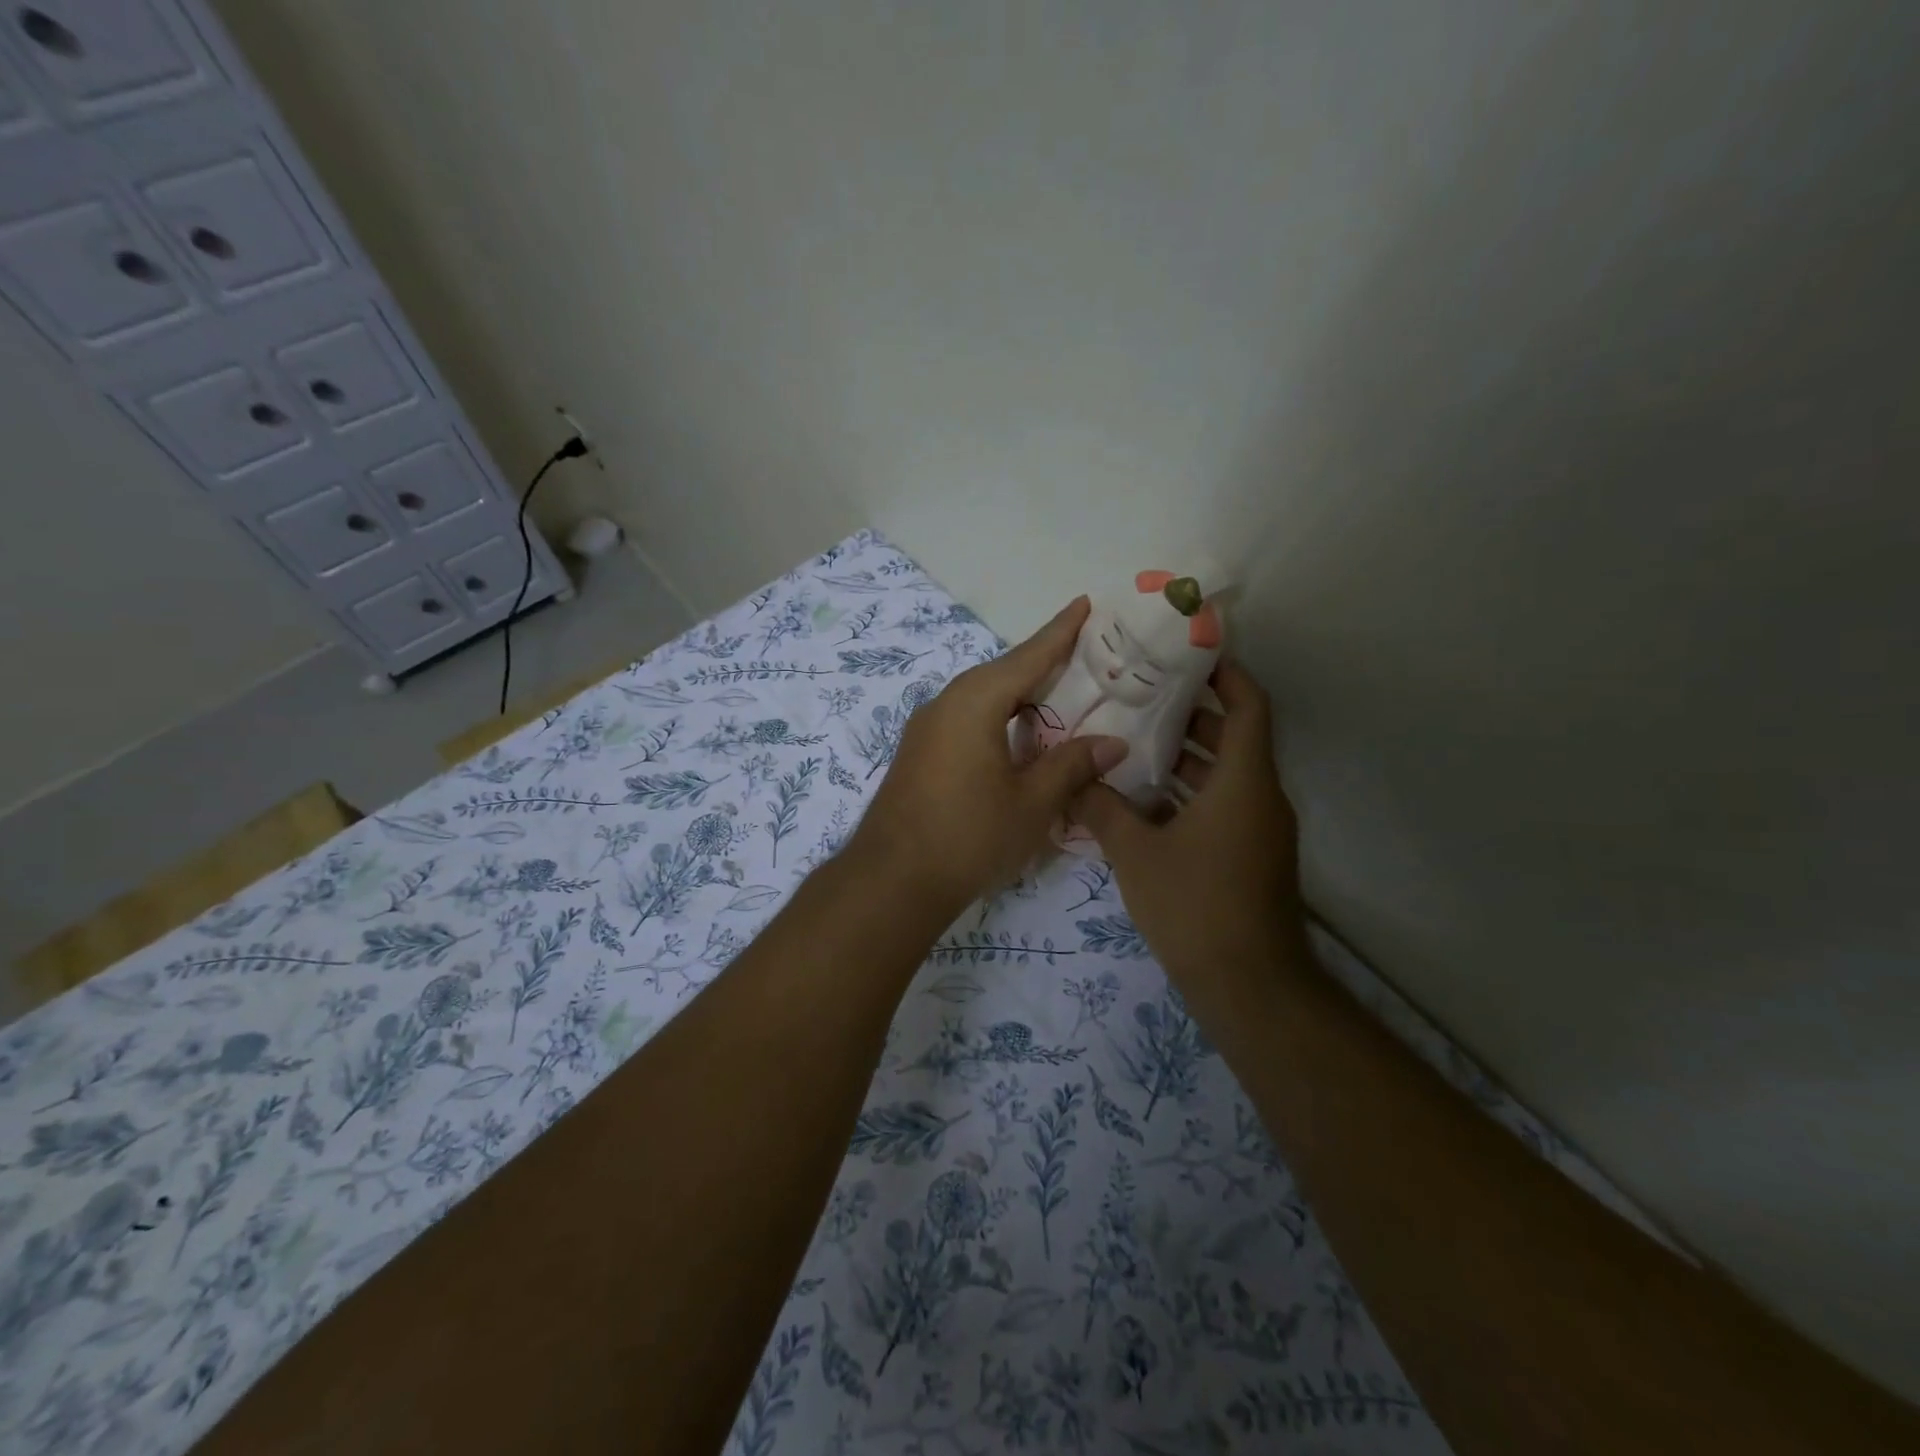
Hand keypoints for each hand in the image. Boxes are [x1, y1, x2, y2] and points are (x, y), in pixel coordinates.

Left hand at [849, 597, 1128, 917]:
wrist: (891, 880)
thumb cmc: (969, 836)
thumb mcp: (1032, 802)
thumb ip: (1072, 765)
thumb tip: (1113, 742)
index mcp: (975, 702)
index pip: (1028, 656)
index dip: (1060, 631)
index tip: (1084, 603)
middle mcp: (946, 703)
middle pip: (1003, 674)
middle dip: (1043, 664)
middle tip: (1085, 657)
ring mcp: (926, 729)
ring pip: (982, 698)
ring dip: (1019, 696)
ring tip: (1058, 699)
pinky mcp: (919, 753)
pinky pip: (966, 720)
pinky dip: (997, 719)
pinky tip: (1017, 739)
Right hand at [1069, 661, 1309, 1014]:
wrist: (1248, 985)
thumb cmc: (1195, 905)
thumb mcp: (1136, 853)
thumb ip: (1102, 809)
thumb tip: (1073, 779)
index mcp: (1243, 781)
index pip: (1248, 706)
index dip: (1226, 674)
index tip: (1188, 655)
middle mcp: (1260, 797)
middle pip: (1234, 738)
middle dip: (1190, 714)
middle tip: (1139, 696)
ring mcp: (1258, 830)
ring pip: (1225, 775)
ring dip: (1185, 757)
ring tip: (1131, 740)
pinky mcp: (1249, 856)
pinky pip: (1221, 806)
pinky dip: (1188, 794)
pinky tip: (1141, 800)